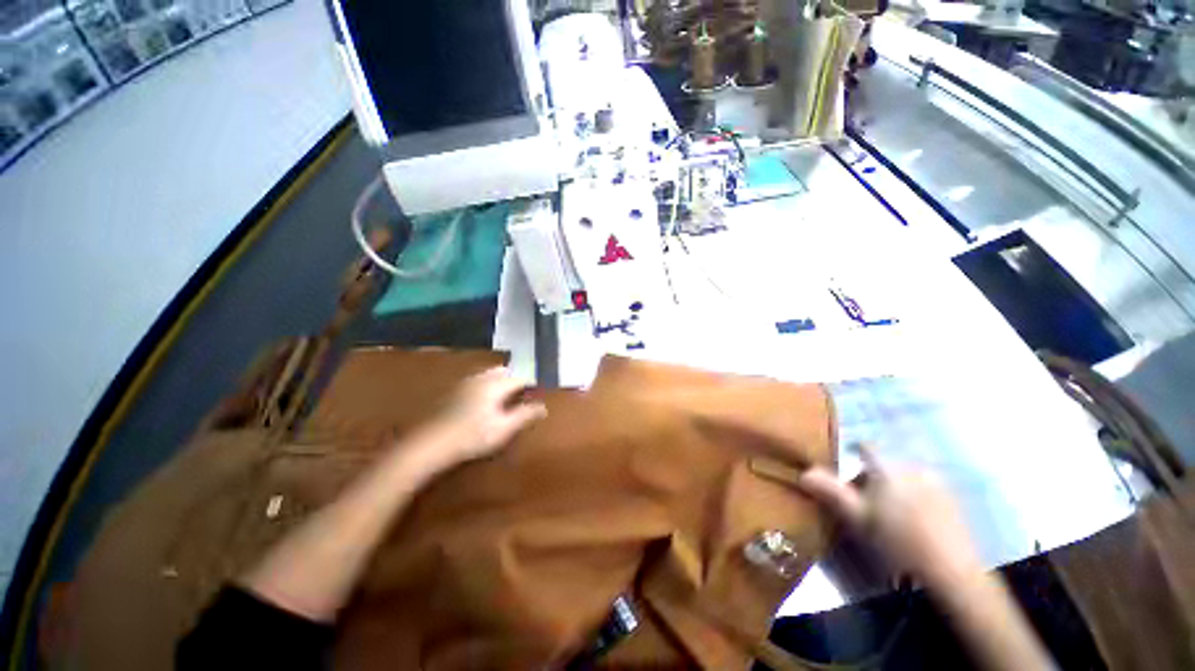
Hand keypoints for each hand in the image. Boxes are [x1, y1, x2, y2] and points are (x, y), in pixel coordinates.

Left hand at [411, 367, 546, 472]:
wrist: (430, 444)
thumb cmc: (472, 436)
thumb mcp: (504, 429)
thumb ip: (525, 415)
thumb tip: (543, 407)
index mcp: (496, 384)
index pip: (520, 377)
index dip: (531, 384)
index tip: (538, 393)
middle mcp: (481, 378)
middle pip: (504, 371)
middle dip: (515, 379)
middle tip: (523, 393)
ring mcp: (465, 383)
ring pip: (489, 375)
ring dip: (500, 381)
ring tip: (506, 397)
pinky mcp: (453, 392)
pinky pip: (477, 382)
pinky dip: (487, 386)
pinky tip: (484, 402)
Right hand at [798, 444, 982, 590]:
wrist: (951, 572)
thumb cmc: (897, 540)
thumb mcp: (856, 517)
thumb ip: (830, 491)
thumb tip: (804, 472)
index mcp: (888, 468)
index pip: (865, 447)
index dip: (850, 452)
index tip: (842, 467)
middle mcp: (913, 467)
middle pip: (883, 465)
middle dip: (870, 479)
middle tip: (862, 504)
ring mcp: (937, 483)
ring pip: (903, 478)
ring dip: (891, 490)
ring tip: (886, 517)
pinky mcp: (953, 501)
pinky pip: (923, 490)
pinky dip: (912, 499)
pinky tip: (911, 524)